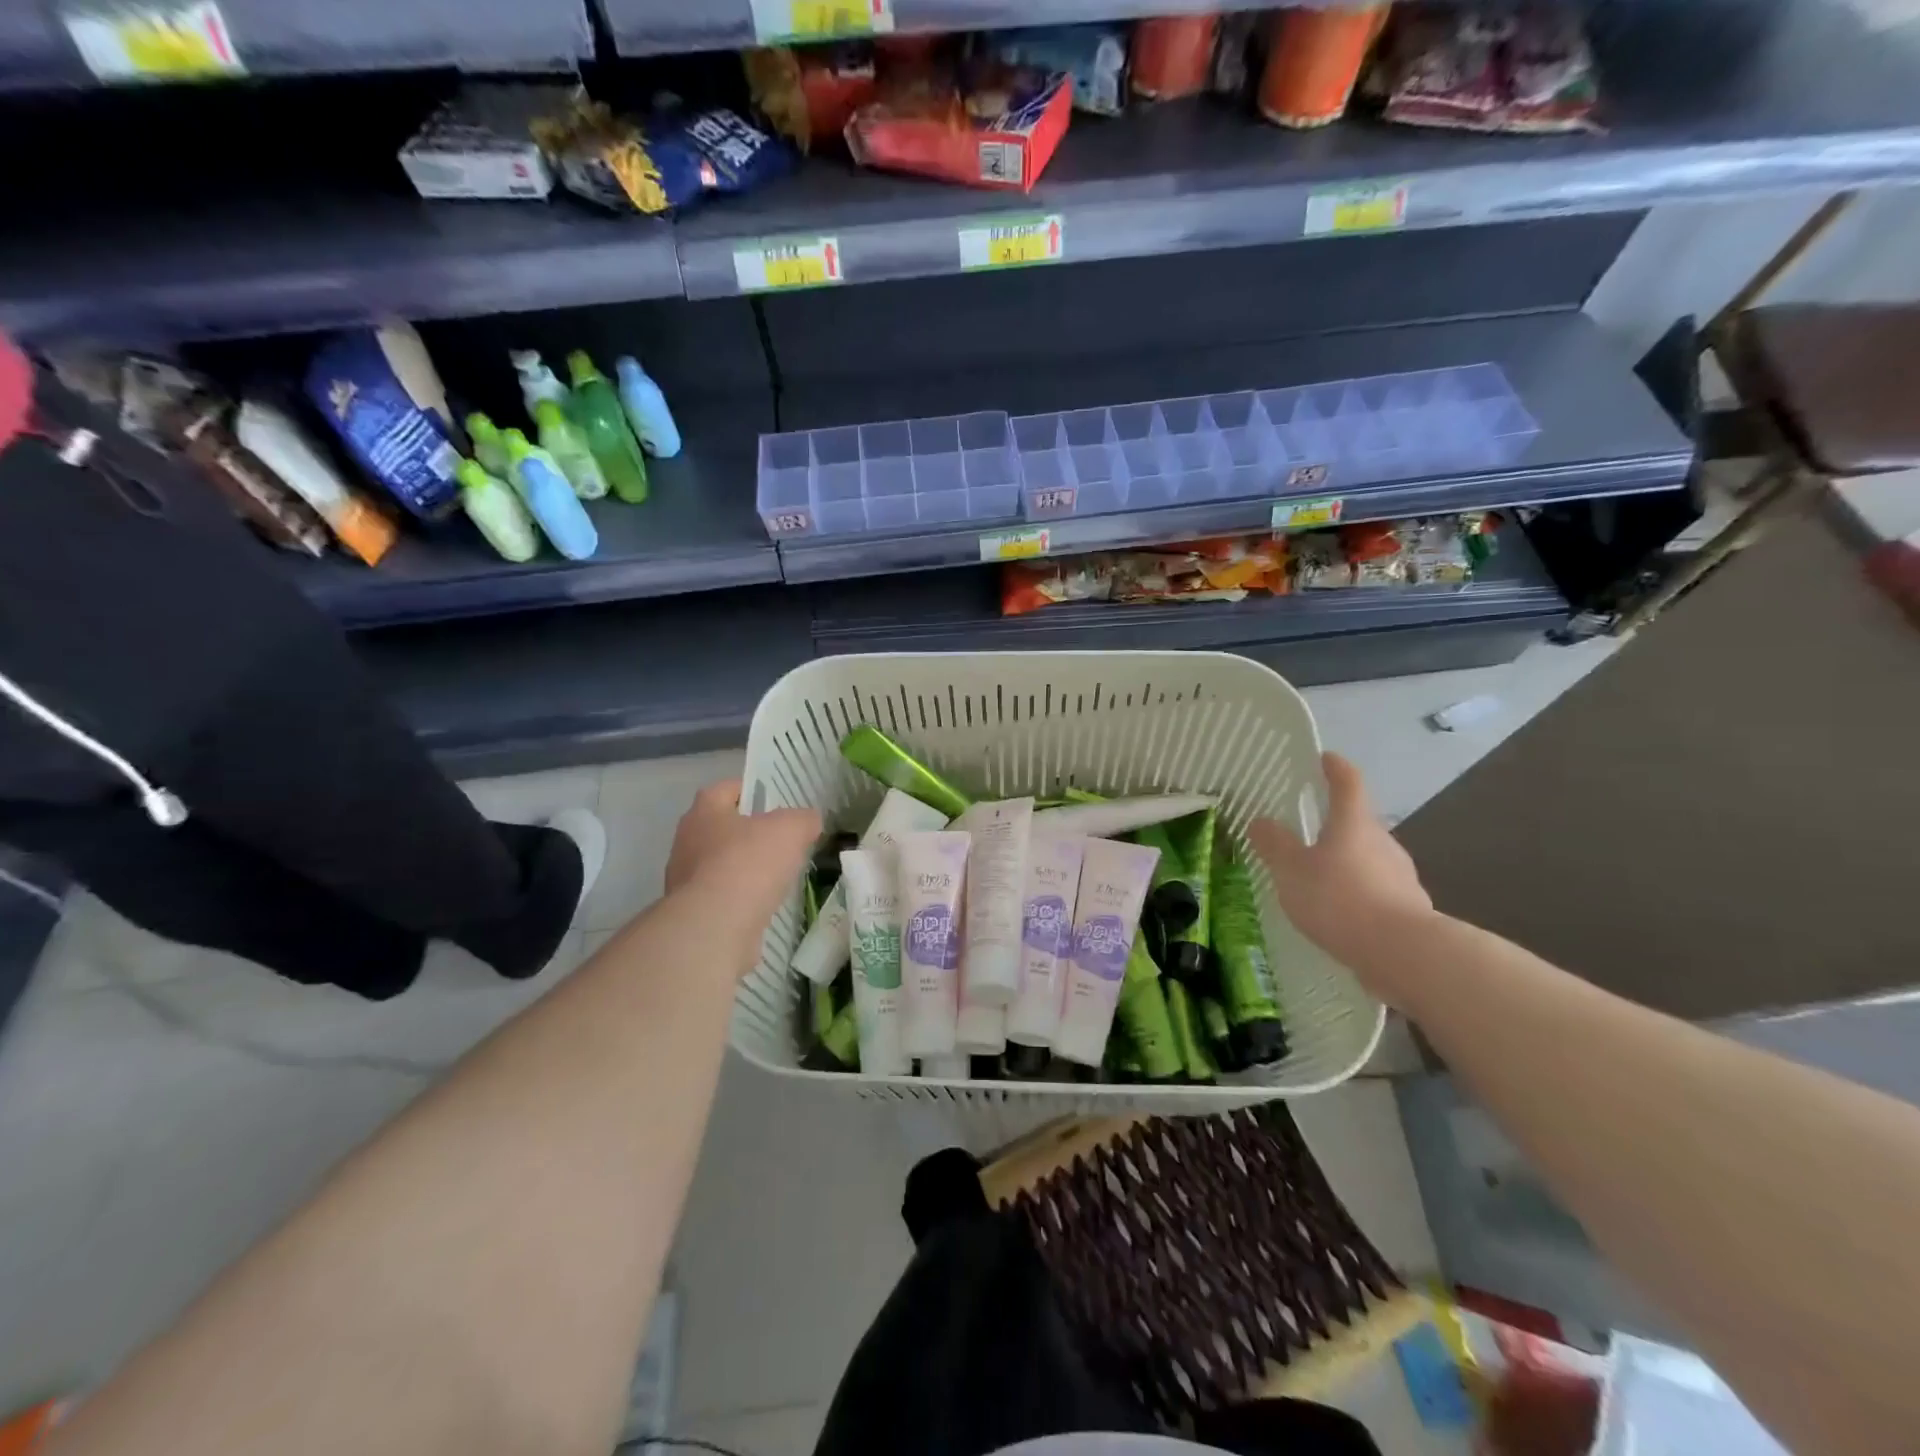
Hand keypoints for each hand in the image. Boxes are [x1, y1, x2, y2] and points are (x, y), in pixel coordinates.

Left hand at [665, 780, 820, 962]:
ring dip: (744, 869)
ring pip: (720, 865)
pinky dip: (740, 900)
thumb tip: (808, 822)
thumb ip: (803, 819)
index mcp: (704, 811)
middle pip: (721, 829)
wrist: (716, 926)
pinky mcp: (691, 913)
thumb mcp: (791, 829)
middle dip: (748, 834)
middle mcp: (687, 841)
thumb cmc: (749, 863)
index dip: (751, 791)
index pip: (726, 790)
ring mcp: (684, 880)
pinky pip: (721, 898)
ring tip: (776, 877)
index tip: (776, 802)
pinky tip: (762, 907)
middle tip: (781, 841)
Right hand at [1248, 753, 1431, 994]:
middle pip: (1359, 824)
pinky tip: (1340, 915)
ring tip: (1319, 881)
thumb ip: (1275, 845)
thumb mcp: (1292, 870)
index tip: (1325, 758)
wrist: (1403, 953)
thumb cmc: (1339, 898)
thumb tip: (1261, 821)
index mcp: (1354, 824)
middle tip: (1309, 834)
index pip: (1348, 783)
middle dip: (1337, 826)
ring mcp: (1401, 876)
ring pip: (1369, 860)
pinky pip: (1377, 892)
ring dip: (1347, 864)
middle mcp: (1383, 843)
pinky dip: (1358, 895)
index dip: (1335, 768)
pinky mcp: (1409, 910)